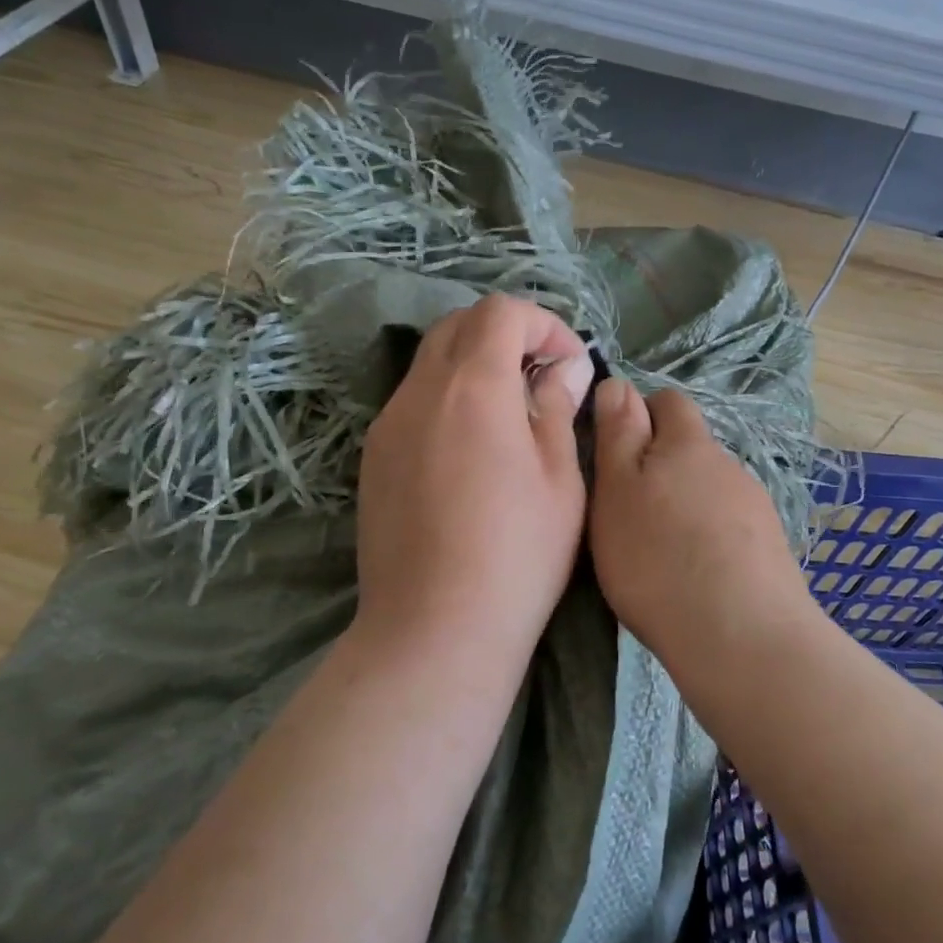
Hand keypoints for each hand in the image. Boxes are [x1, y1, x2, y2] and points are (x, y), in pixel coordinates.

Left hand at [354, 294, 594, 673]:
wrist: (434, 630)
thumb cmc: (518, 555)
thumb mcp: (559, 479)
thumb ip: (557, 409)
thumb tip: (565, 367)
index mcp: (472, 387)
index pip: (499, 312)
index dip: (542, 324)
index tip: (568, 363)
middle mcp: (419, 393)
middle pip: (457, 327)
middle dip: (505, 335)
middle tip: (541, 378)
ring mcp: (387, 426)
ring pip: (430, 364)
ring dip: (473, 367)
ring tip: (509, 416)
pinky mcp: (373, 460)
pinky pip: (412, 404)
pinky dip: (446, 400)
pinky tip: (470, 451)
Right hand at [588, 378, 816, 672]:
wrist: (741, 636)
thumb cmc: (657, 557)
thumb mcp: (616, 491)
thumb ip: (618, 434)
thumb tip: (619, 383)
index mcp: (687, 444)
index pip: (668, 402)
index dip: (640, 415)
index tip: (615, 454)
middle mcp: (726, 465)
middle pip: (689, 450)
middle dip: (660, 469)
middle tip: (629, 513)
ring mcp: (754, 507)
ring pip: (708, 491)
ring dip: (684, 507)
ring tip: (661, 554)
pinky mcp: (769, 547)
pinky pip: (728, 527)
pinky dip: (708, 539)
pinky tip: (695, 576)